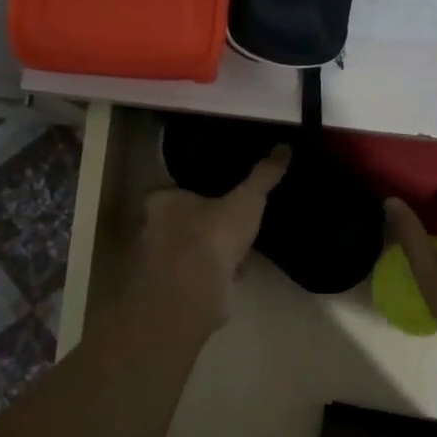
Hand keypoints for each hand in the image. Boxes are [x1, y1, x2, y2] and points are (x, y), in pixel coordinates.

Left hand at [121, 143, 291, 337]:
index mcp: (162, 201)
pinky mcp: (171, 290)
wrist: (194, 289)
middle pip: (179, 223)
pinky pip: (194, 276)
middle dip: (202, 225)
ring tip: (236, 251)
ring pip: (186, 251)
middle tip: (230, 225)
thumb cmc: (212, 234)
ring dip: (207, 253)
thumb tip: (285, 147)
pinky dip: (211, 276)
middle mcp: (152, 229)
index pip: (173, 192)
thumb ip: (263, 175)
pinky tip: (232, 276)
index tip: (219, 199)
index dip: (195, 196)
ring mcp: (158, 263)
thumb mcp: (246, 200)